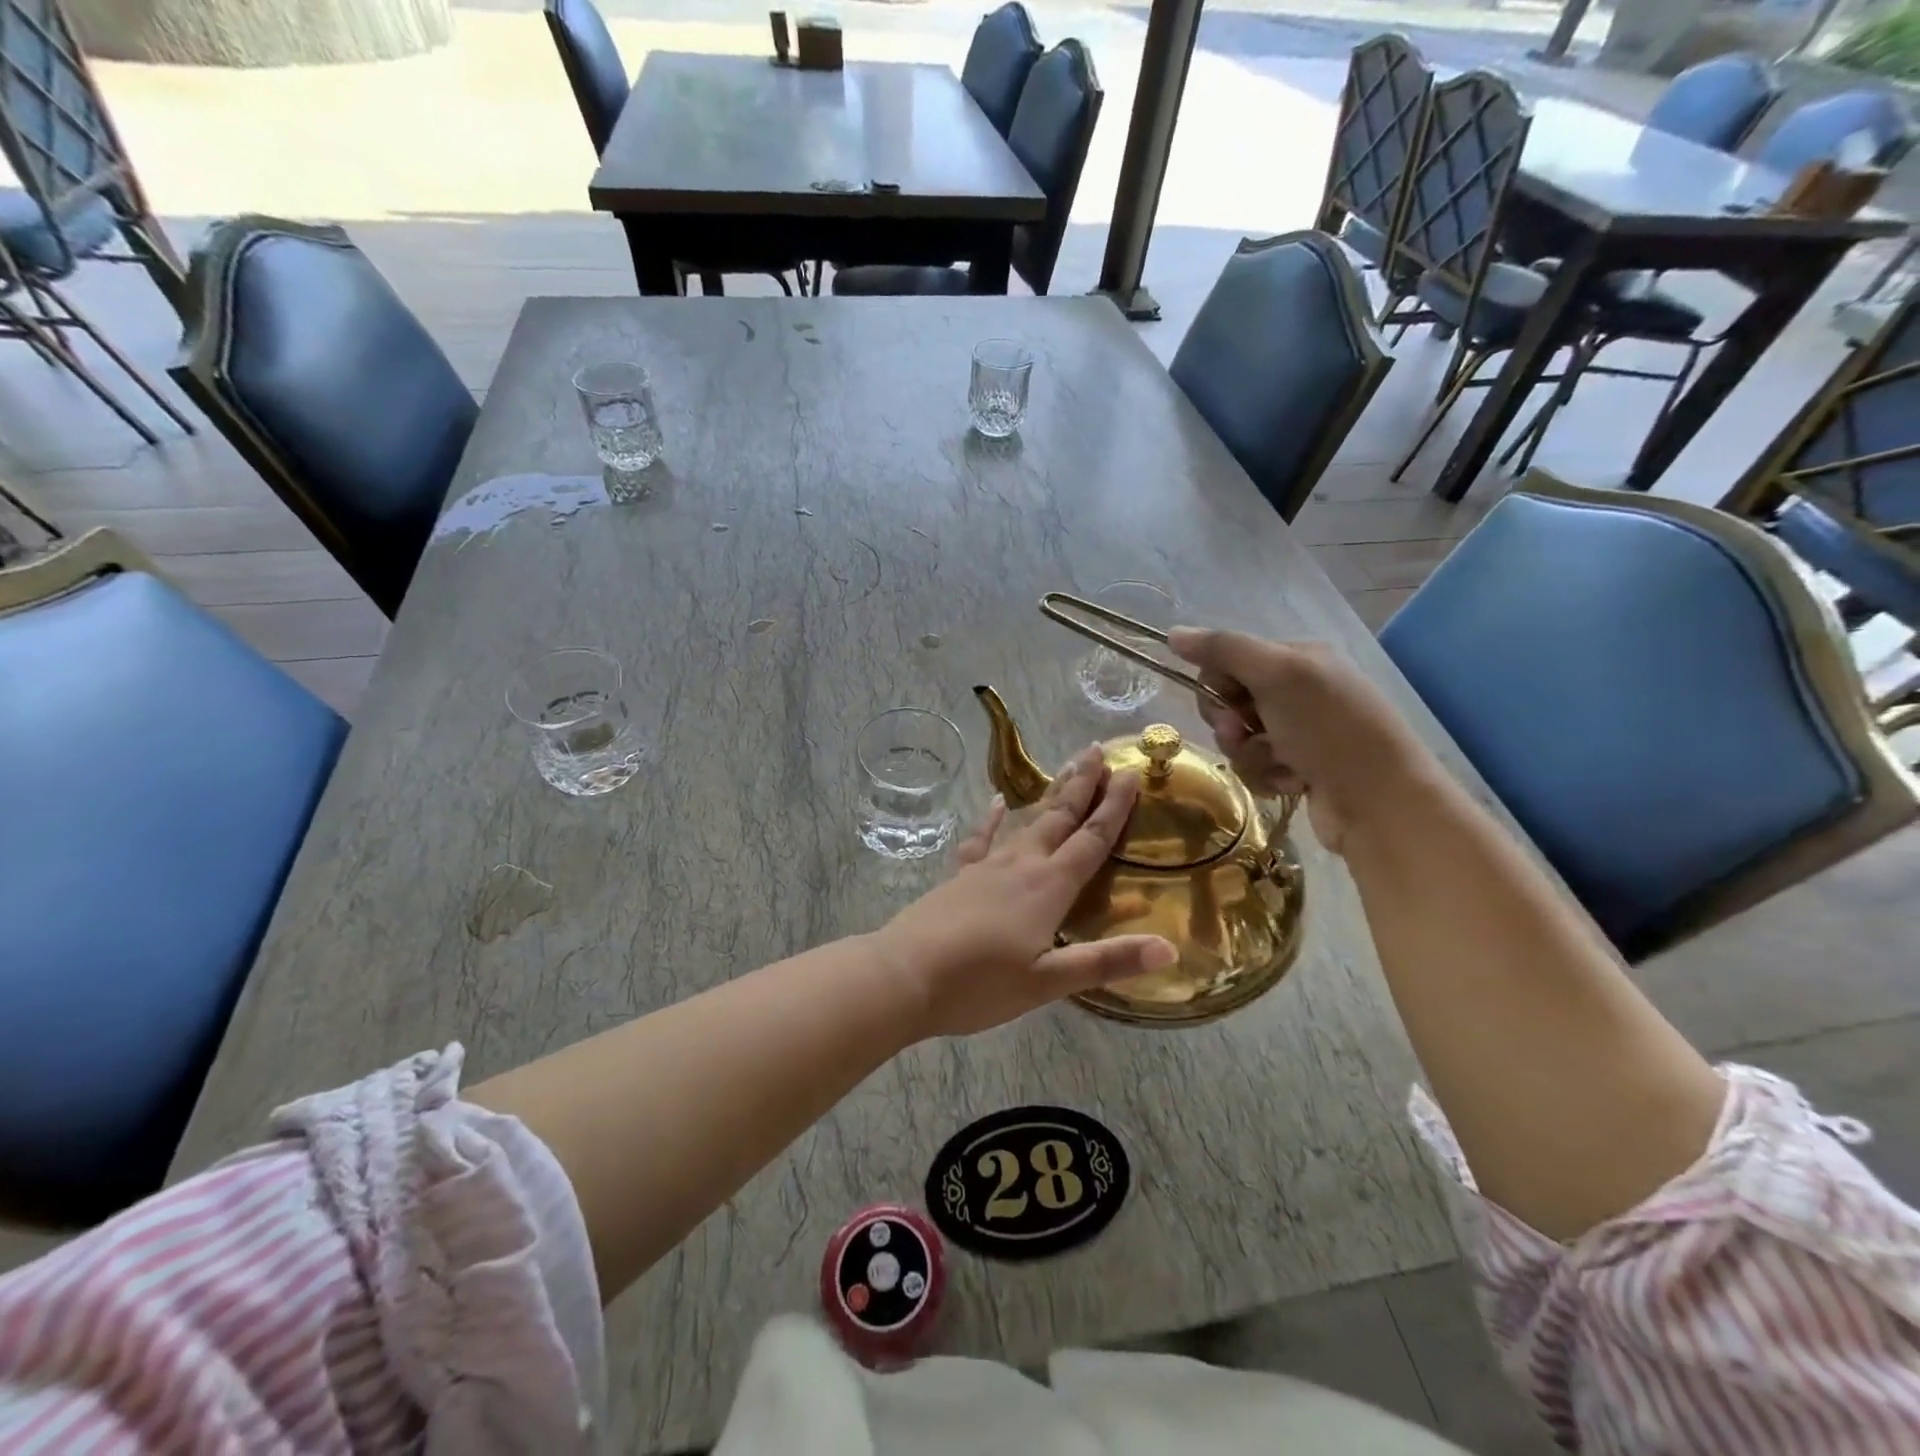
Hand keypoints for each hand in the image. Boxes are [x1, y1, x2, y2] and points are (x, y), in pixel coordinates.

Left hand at [874, 745, 1177, 1037]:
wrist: (904, 976)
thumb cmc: (980, 985)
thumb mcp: (1049, 981)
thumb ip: (1106, 961)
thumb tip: (1169, 948)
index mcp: (1048, 886)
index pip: (1091, 839)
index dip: (1114, 808)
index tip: (1130, 773)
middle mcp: (1021, 865)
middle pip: (1059, 817)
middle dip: (1082, 784)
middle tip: (1098, 751)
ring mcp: (986, 866)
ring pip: (1025, 821)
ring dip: (1050, 795)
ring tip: (1066, 769)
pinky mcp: (959, 876)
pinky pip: (980, 838)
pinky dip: (990, 819)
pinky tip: (994, 803)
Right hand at [1167, 627, 1437, 853]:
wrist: (1379, 802)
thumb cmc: (1329, 729)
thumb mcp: (1277, 675)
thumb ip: (1224, 649)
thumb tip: (1173, 633)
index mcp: (1298, 658)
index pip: (1229, 661)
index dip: (1218, 684)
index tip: (1230, 702)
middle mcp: (1299, 691)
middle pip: (1229, 703)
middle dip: (1231, 725)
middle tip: (1248, 735)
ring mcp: (1300, 733)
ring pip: (1240, 741)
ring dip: (1251, 755)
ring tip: (1282, 765)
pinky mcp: (1299, 770)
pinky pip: (1257, 768)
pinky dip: (1269, 777)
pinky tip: (1295, 782)